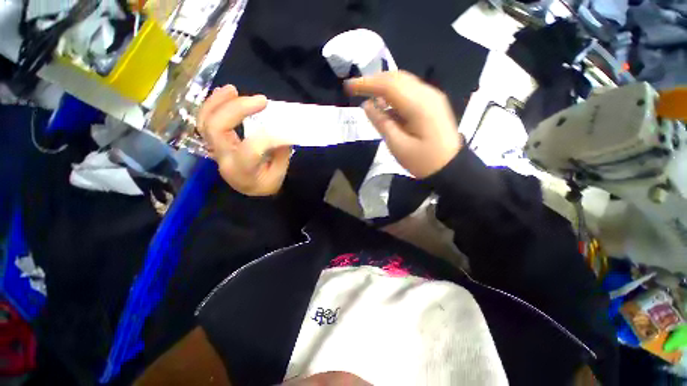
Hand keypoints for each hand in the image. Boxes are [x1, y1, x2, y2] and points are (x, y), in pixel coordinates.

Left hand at [198, 85, 291, 195]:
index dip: (268, 136)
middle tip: (261, 100)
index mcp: (242, 171)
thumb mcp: (278, 174)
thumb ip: (280, 153)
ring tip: (233, 89)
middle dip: (237, 109)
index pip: (250, 149)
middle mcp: (223, 158)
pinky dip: (214, 105)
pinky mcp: (215, 142)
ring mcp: (215, 149)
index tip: (285, 129)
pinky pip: (206, 121)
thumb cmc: (266, 184)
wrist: (249, 190)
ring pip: (205, 121)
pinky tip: (226, 95)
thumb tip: (283, 131)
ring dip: (218, 101)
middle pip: (217, 128)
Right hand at [345, 71, 462, 178]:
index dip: (367, 84)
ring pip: (403, 82)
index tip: (348, 87)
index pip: (388, 86)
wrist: (451, 167)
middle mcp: (427, 94)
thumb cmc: (423, 161)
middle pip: (396, 78)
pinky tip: (385, 103)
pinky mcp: (432, 102)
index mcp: (418, 105)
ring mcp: (432, 97)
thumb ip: (382, 123)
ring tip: (367, 94)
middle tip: (355, 89)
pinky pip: (409, 90)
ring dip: (383, 85)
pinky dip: (394, 93)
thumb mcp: (398, 146)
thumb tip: (367, 105)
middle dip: (374, 80)